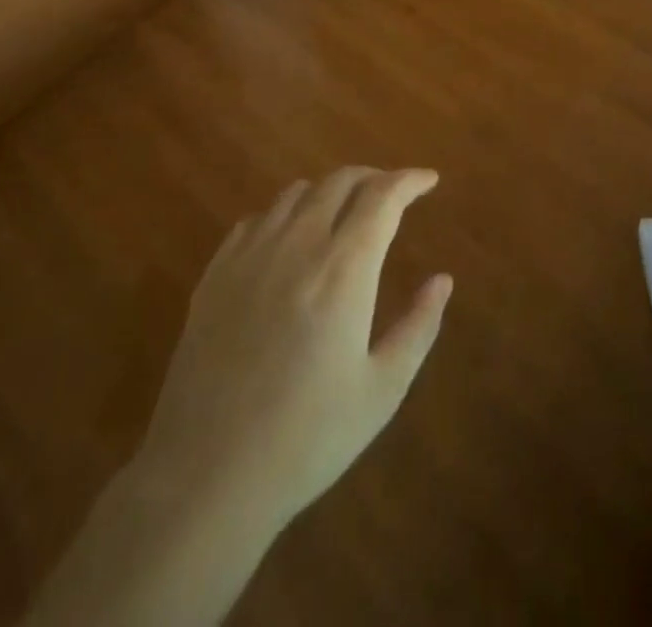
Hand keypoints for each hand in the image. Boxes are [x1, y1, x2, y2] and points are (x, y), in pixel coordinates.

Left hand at [135, 167, 453, 535]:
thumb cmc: (308, 437)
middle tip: (391, 194)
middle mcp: (298, 243)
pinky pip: (257, 218)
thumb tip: (442, 279)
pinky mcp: (216, 270)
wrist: (208, 472)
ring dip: (329, 192)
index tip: (429, 179)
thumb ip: (418, 327)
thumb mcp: (381, 390)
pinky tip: (288, 242)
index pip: (383, 197)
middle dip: (373, 178)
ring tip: (343, 215)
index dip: (409, 180)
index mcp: (343, 268)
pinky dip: (284, 215)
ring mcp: (251, 252)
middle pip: (340, 181)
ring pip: (297, 193)